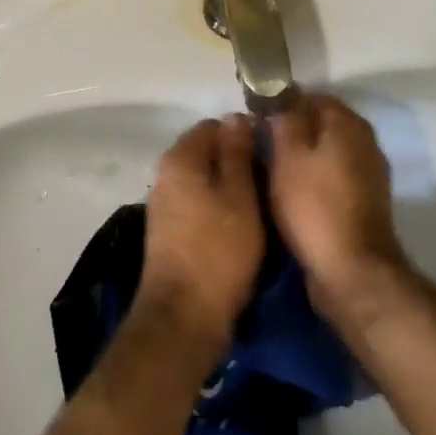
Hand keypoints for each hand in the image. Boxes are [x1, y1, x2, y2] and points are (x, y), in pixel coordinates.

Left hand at [137, 116, 263, 354]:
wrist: (184, 318)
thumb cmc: (218, 250)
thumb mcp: (240, 195)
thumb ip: (237, 153)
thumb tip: (235, 116)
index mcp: (181, 158)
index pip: (214, 125)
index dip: (243, 134)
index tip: (269, 154)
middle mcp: (166, 175)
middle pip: (207, 153)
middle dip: (237, 162)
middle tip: (269, 182)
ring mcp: (165, 205)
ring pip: (204, 181)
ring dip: (230, 189)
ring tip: (261, 207)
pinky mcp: (170, 232)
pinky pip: (199, 206)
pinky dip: (219, 210)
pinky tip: (241, 229)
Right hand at [268, 96, 408, 323]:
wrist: (352, 272)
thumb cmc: (314, 205)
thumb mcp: (288, 155)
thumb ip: (284, 118)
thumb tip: (281, 95)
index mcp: (347, 123)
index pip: (311, 96)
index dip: (282, 104)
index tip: (257, 119)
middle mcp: (365, 141)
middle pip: (321, 124)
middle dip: (292, 131)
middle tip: (260, 146)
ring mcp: (369, 173)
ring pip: (327, 151)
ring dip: (302, 157)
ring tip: (271, 172)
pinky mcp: (366, 202)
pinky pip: (334, 177)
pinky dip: (314, 179)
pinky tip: (293, 194)